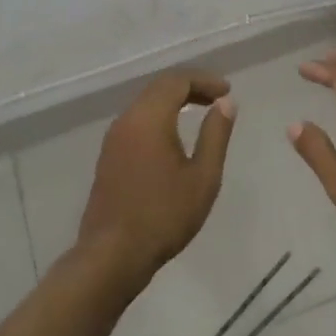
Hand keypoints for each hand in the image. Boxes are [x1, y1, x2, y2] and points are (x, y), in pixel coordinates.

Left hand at [77, 71, 234, 285]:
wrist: (112, 255)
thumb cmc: (164, 216)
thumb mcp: (203, 177)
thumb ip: (216, 135)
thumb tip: (225, 103)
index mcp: (149, 118)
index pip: (177, 81)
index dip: (204, 80)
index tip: (227, 91)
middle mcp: (127, 120)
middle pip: (159, 87)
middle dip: (190, 86)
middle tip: (217, 98)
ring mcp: (113, 138)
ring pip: (146, 103)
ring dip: (173, 100)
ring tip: (200, 111)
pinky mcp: (108, 156)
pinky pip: (137, 121)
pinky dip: (159, 116)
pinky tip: (174, 135)